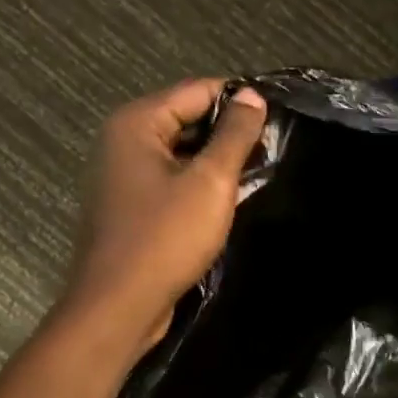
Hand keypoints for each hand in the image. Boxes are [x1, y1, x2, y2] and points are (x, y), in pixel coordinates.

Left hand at [64, 79, 268, 356]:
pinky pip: (172, 179)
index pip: (198, 90)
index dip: (240, 100)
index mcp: (137, 123)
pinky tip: (229, 198)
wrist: (119, 307)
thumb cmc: (166, 238)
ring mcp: (123, 174)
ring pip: (182, 151)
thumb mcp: (211, 182)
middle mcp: (123, 140)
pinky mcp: (130, 204)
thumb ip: (235, 134)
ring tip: (258, 173)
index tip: (278, 117)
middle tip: (273, 149)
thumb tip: (253, 96)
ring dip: (218, 160)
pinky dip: (200, 183)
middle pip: (187, 118)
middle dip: (230, 132)